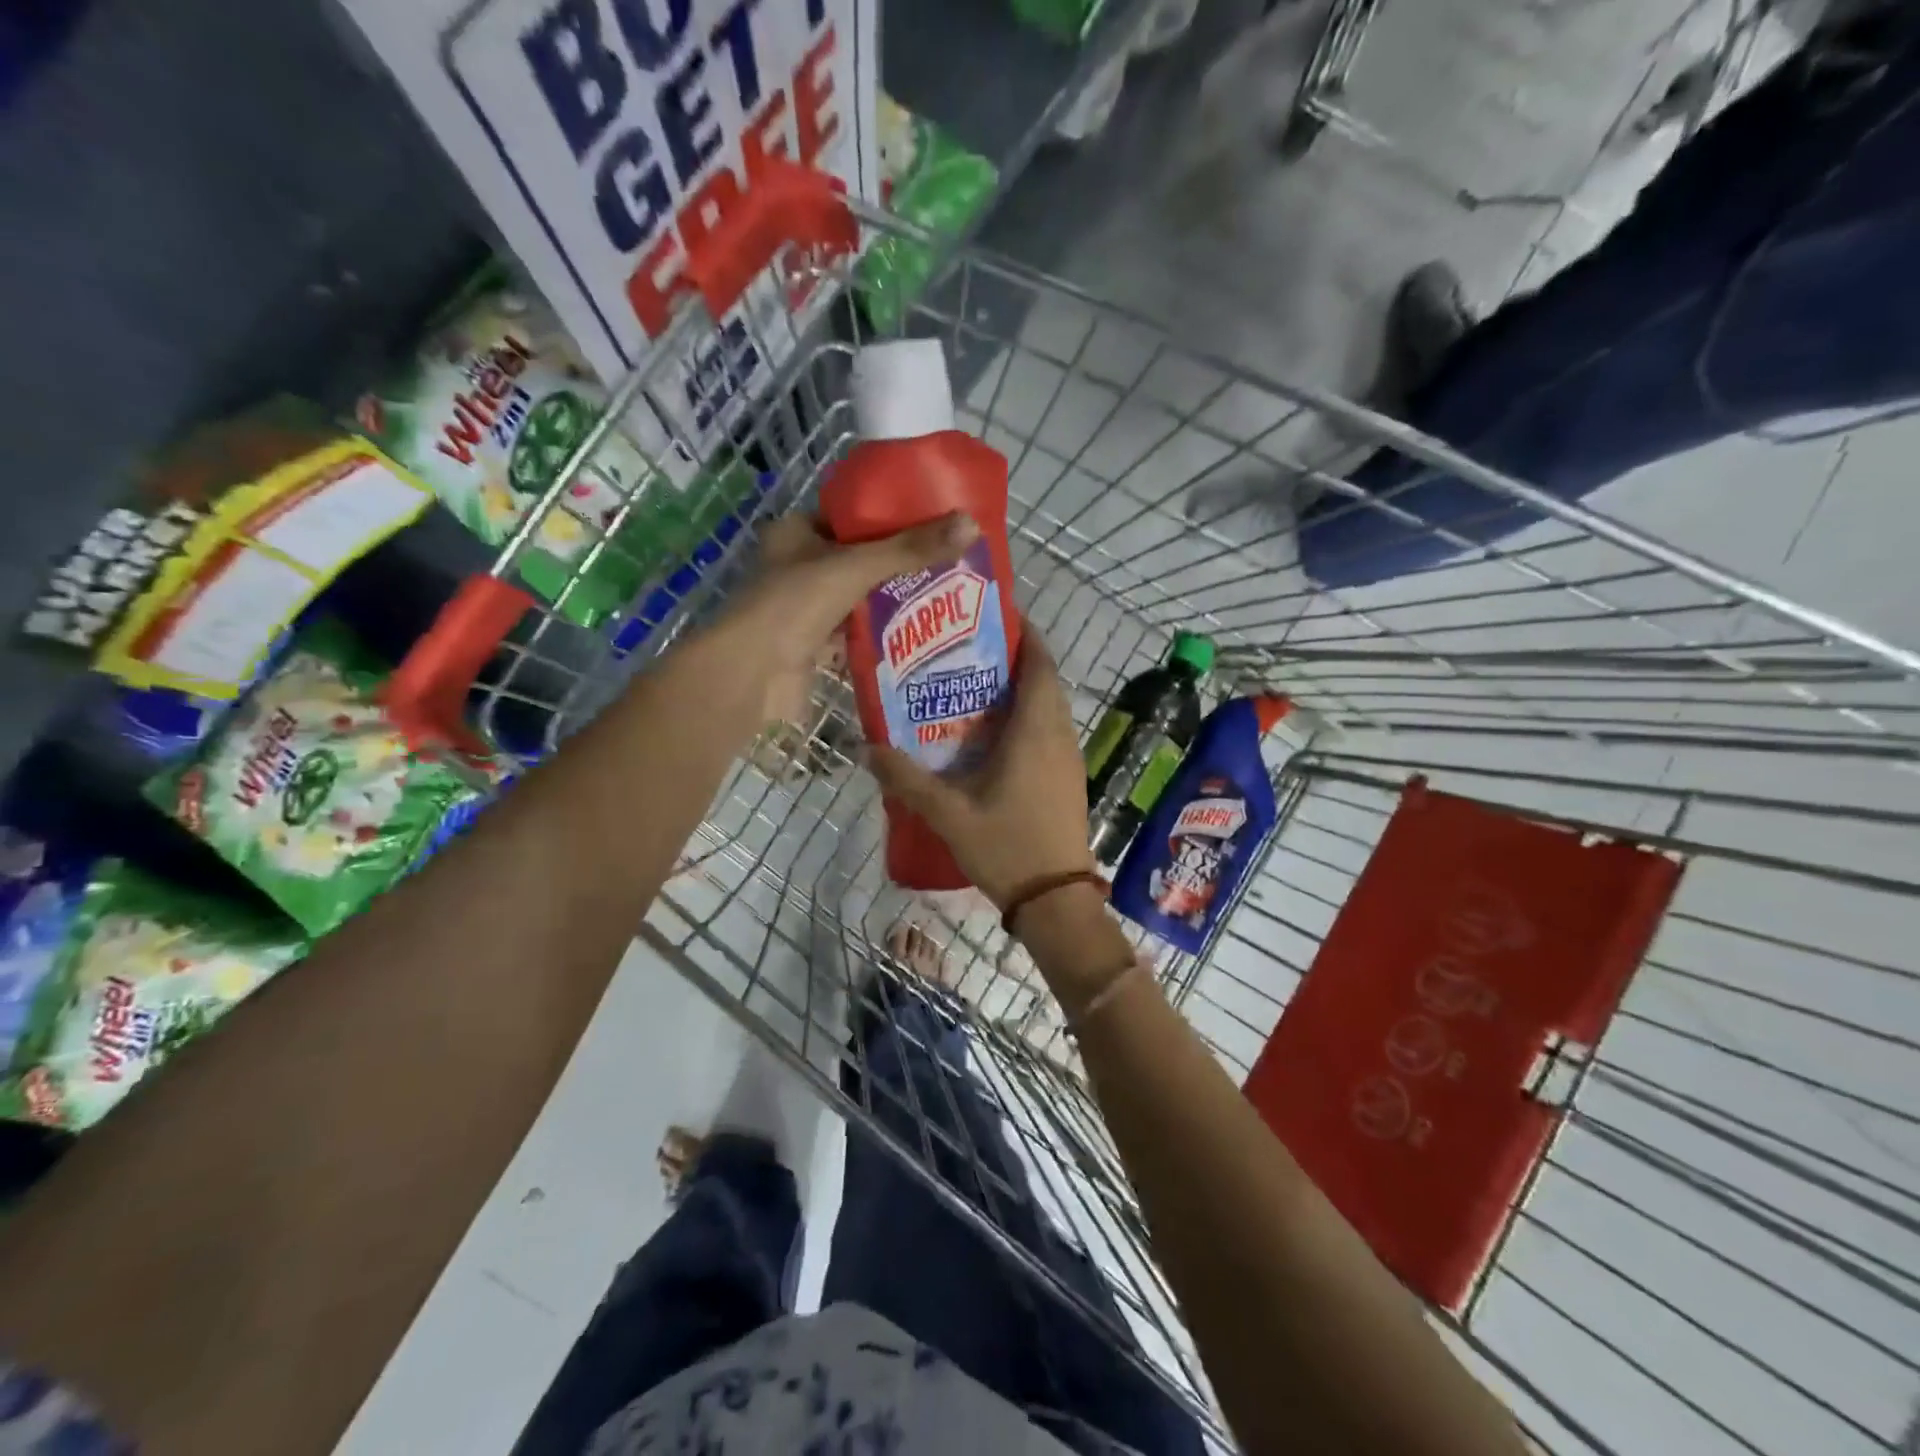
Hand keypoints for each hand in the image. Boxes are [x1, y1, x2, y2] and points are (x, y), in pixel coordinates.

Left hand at [727, 511, 977, 723]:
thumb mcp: (856, 567)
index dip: (892, 516)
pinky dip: (882, 636)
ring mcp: (805, 609)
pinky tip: (921, 635)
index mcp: (797, 532)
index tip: (935, 521)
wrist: (751, 675)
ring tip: (947, 597)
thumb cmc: (794, 605)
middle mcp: (799, 567)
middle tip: (950, 562)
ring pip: (860, 599)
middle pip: (860, 559)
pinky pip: (856, 635)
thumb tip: (971, 524)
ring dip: (895, 602)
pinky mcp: (814, 646)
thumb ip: (910, 549)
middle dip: (901, 564)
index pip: (852, 516)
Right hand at [864, 633, 1094, 908]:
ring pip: (1049, 708)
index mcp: (1036, 732)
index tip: (997, 617)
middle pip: (1045, 681)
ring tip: (976, 686)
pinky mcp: (1068, 778)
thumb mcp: (948, 814)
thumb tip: (868, 748)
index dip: (1026, 636)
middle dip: (1016, 659)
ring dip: (1022, 690)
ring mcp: (1068, 758)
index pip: (1040, 666)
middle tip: (970, 651)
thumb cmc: (1007, 847)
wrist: (1055, 899)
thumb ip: (907, 779)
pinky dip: (1027, 718)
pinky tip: (993, 735)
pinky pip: (1050, 731)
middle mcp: (1058, 736)